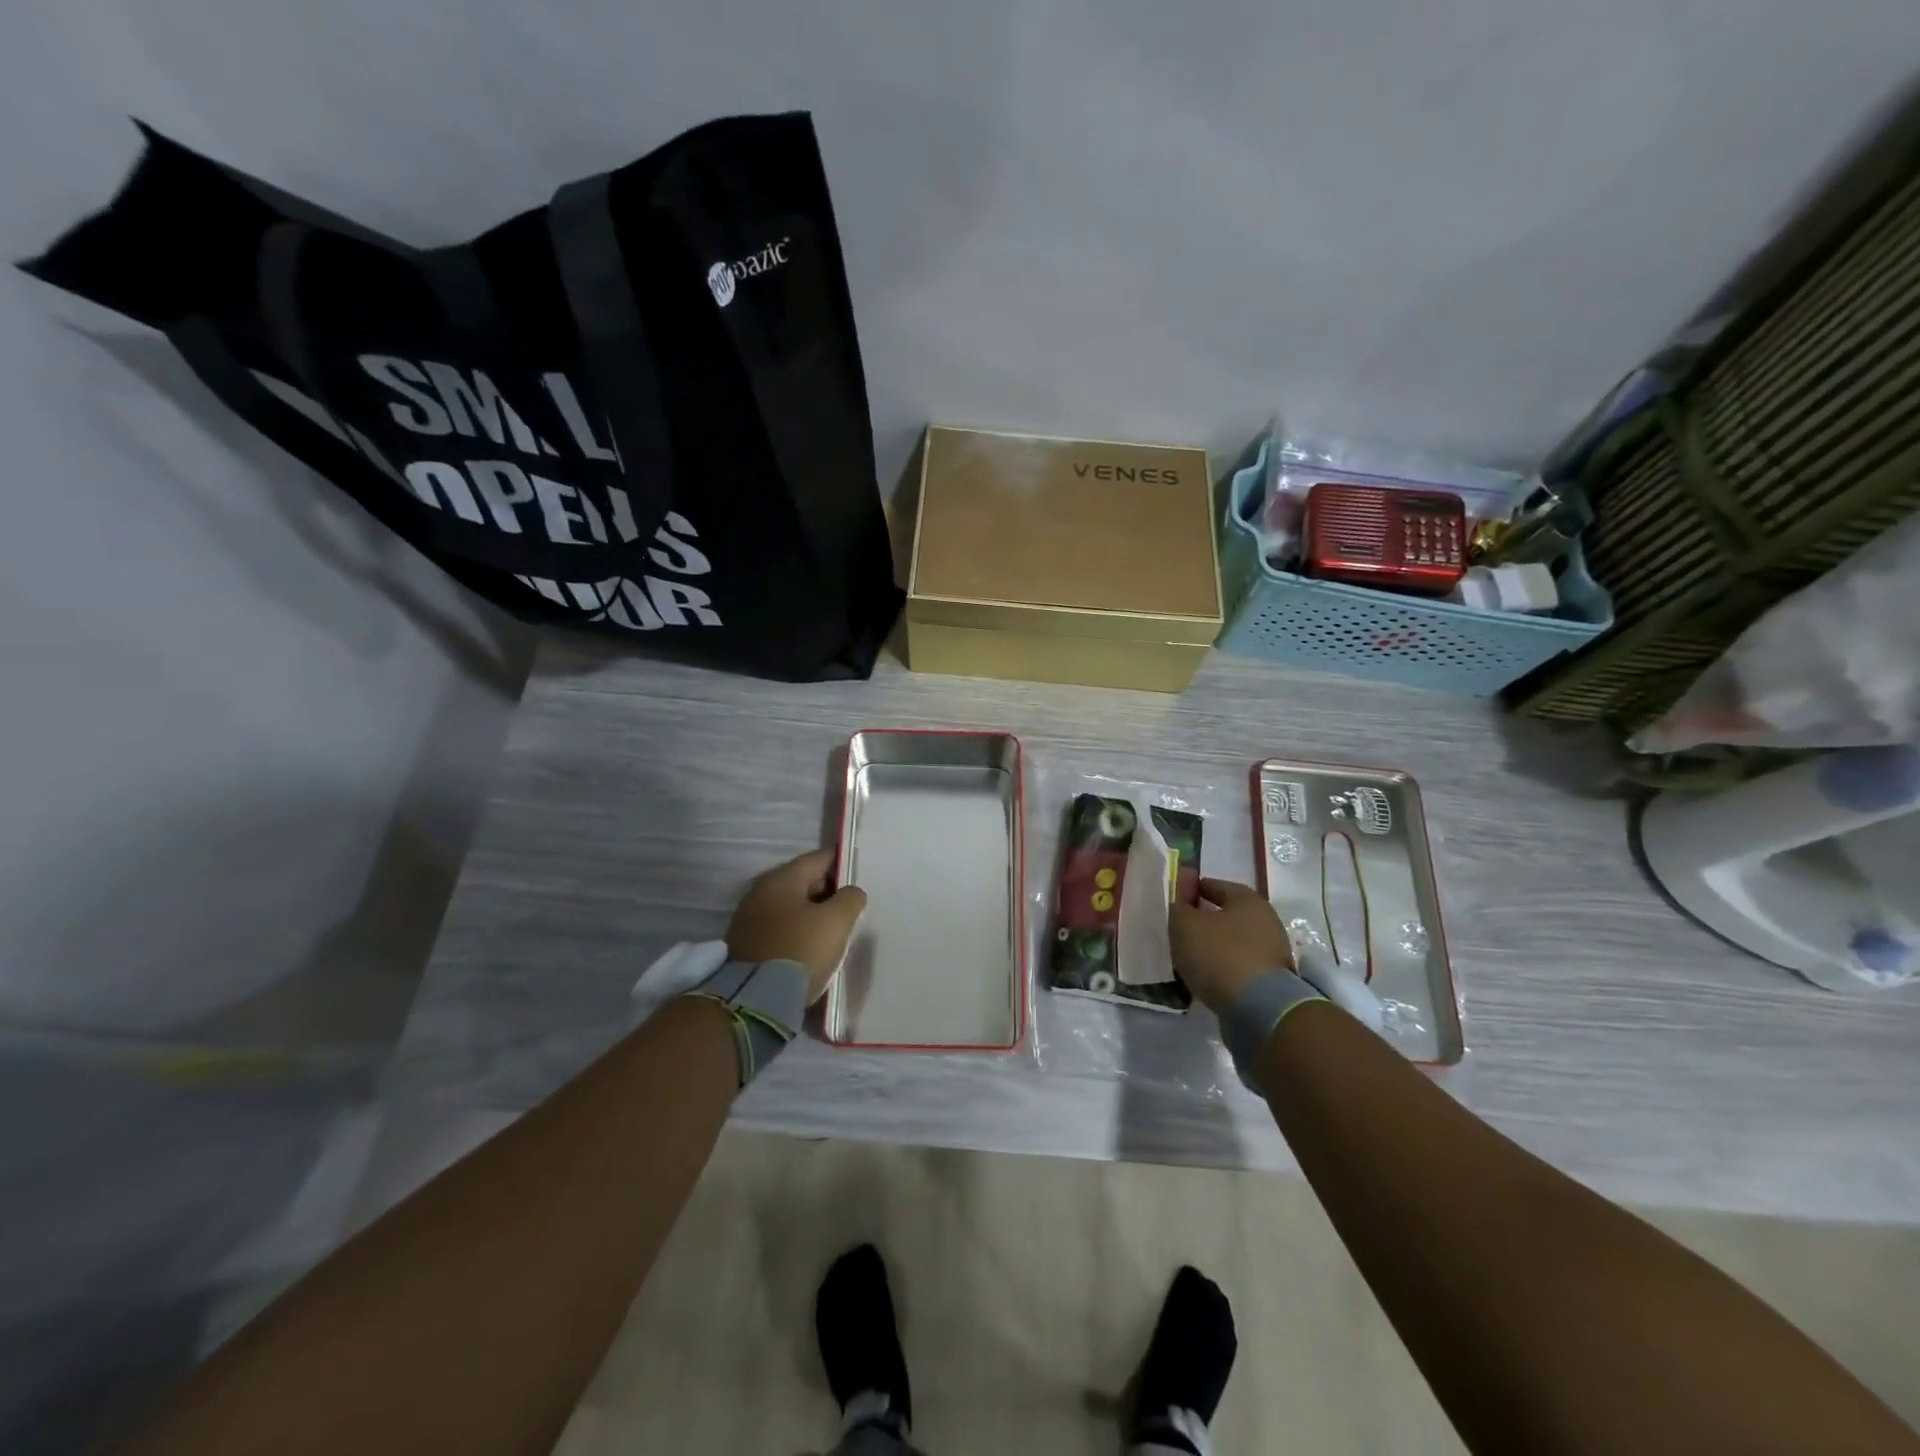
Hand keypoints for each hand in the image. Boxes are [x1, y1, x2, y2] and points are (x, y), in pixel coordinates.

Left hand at [726, 848, 866, 1002]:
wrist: (753, 1001)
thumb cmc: (799, 951)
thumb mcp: (836, 921)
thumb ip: (850, 899)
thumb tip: (849, 894)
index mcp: (781, 879)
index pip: (819, 859)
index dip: (843, 863)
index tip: (861, 875)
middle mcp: (760, 893)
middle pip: (804, 883)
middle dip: (829, 892)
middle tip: (852, 908)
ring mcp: (749, 920)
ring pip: (792, 908)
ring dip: (813, 916)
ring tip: (835, 931)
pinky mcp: (747, 946)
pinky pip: (781, 930)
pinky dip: (798, 933)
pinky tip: (812, 949)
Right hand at [1169, 877, 1295, 1012]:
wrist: (1258, 1007)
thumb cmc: (1219, 954)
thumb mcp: (1185, 925)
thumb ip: (1178, 909)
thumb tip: (1180, 907)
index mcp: (1248, 900)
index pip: (1216, 885)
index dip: (1194, 889)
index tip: (1176, 898)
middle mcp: (1266, 921)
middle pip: (1228, 915)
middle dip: (1205, 920)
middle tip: (1180, 929)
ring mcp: (1273, 953)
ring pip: (1234, 943)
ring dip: (1214, 947)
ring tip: (1189, 957)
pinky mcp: (1272, 981)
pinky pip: (1240, 966)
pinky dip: (1223, 968)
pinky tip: (1206, 976)